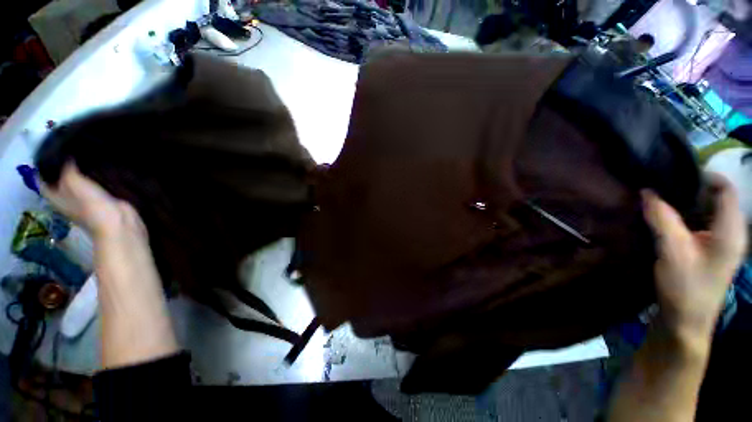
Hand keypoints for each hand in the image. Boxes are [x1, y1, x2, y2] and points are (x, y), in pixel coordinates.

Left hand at [41, 162, 147, 245]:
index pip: (42, 183)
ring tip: (84, 158)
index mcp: (56, 198)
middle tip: (66, 152)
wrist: (118, 222)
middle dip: (61, 170)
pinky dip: (95, 180)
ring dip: (80, 174)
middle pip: (59, 183)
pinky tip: (99, 170)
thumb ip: (67, 169)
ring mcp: (86, 202)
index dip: (42, 170)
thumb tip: (66, 156)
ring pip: (78, 185)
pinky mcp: (102, 201)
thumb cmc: (91, 205)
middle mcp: (67, 200)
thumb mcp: (74, 182)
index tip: (47, 155)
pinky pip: (94, 187)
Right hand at [643, 173, 747, 343]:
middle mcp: (731, 232)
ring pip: (706, 212)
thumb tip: (647, 191)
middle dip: (690, 189)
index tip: (674, 173)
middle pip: (716, 198)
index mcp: (731, 230)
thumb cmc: (685, 287)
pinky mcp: (709, 251)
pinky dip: (684, 217)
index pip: (725, 189)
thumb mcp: (672, 251)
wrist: (685, 322)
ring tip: (659, 201)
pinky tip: (665, 220)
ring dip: (684, 204)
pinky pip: (699, 224)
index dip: (704, 176)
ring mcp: (721, 243)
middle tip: (661, 186)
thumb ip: (662, 219)